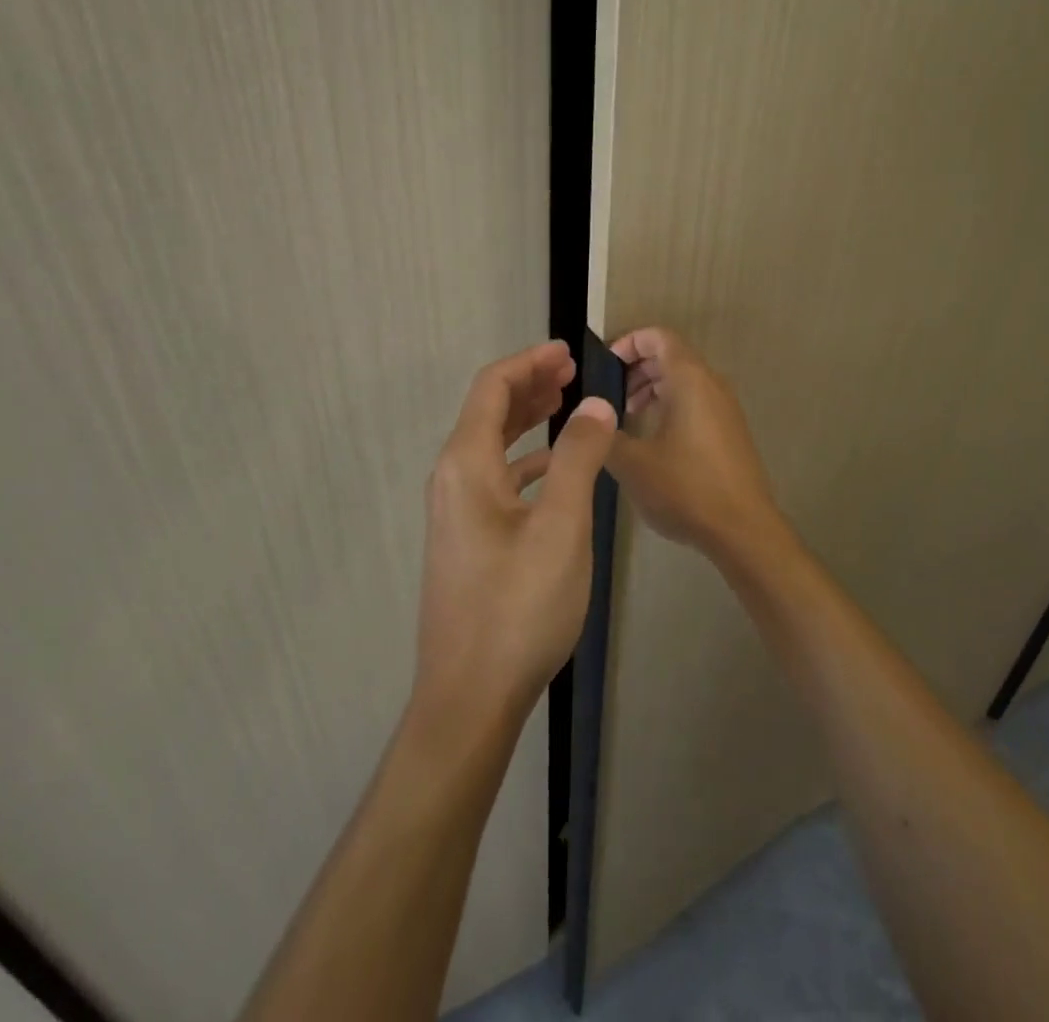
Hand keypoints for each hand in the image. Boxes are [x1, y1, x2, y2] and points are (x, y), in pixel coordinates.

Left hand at [414, 340, 617, 726]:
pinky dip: (526, 459)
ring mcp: (456, 511)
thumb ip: (579, 458)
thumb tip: (594, 404)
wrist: (470, 696)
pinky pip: (497, 477)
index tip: (568, 351)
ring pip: (492, 444)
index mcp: (467, 464)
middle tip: (573, 371)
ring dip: (527, 419)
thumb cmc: (518, 606)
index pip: (492, 387)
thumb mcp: (562, 527)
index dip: (529, 361)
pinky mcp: (468, 538)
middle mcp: (453, 479)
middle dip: (530, 385)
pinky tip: (557, 469)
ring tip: (567, 406)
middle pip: (488, 411)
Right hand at [606, 328, 789, 568]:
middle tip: (609, 397)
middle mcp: (711, 384)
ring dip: (652, 388)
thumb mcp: (632, 463)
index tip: (604, 367)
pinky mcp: (730, 431)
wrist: (743, 530)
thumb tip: (591, 420)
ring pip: (684, 380)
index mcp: (689, 380)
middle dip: (636, 369)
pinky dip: (671, 405)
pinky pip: (696, 401)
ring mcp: (725, 408)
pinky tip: (653, 440)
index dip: (628, 342)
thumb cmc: (686, 488)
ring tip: (627, 417)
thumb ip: (605, 435)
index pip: (658, 336)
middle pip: (671, 356)